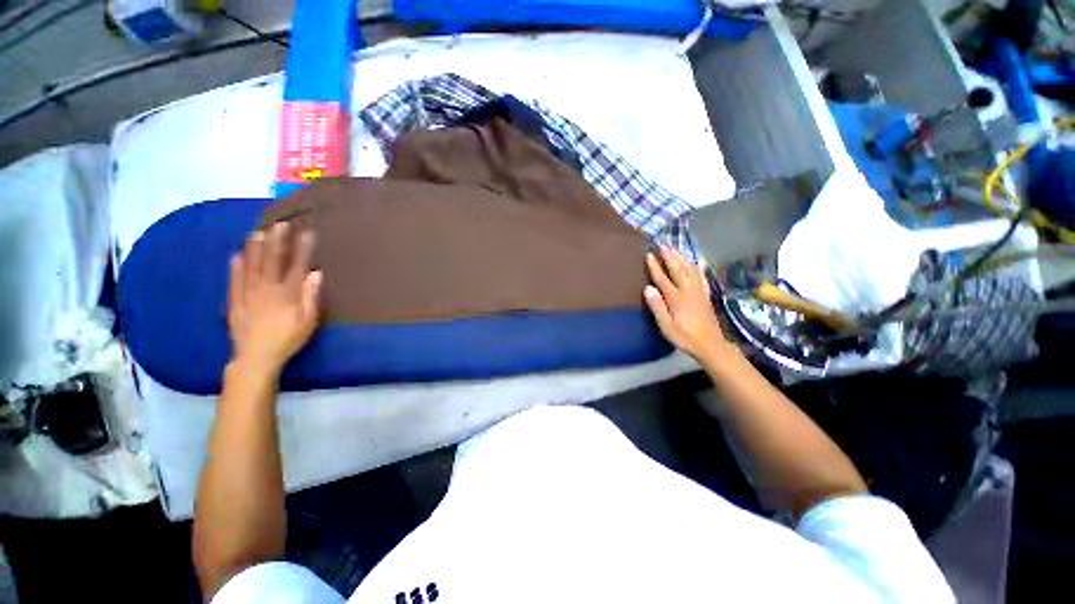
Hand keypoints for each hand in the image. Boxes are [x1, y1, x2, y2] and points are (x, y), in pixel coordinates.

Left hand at [227, 222, 321, 376]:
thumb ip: (311, 296)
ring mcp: (247, 294)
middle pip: (271, 260)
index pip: (296, 265)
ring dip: (254, 248)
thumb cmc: (288, 339)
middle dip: (276, 241)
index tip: (307, 232)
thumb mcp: (308, 321)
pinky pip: (234, 280)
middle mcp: (266, 289)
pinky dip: (235, 266)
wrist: (256, 358)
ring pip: (250, 266)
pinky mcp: (235, 302)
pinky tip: (236, 255)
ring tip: (257, 232)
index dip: (302, 248)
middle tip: (279, 224)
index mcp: (287, 294)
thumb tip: (316, 273)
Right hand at [644, 247, 729, 363]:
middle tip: (663, 244)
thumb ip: (657, 307)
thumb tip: (648, 288)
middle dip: (670, 256)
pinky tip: (697, 262)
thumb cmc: (684, 337)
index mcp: (676, 298)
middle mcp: (688, 291)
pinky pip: (701, 276)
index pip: (663, 278)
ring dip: (682, 257)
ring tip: (676, 248)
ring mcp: (698, 291)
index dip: (655, 266)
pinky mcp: (705, 295)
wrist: (710, 345)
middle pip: (678, 269)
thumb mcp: (666, 326)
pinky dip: (698, 267)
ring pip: (690, 269)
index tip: (649, 254)